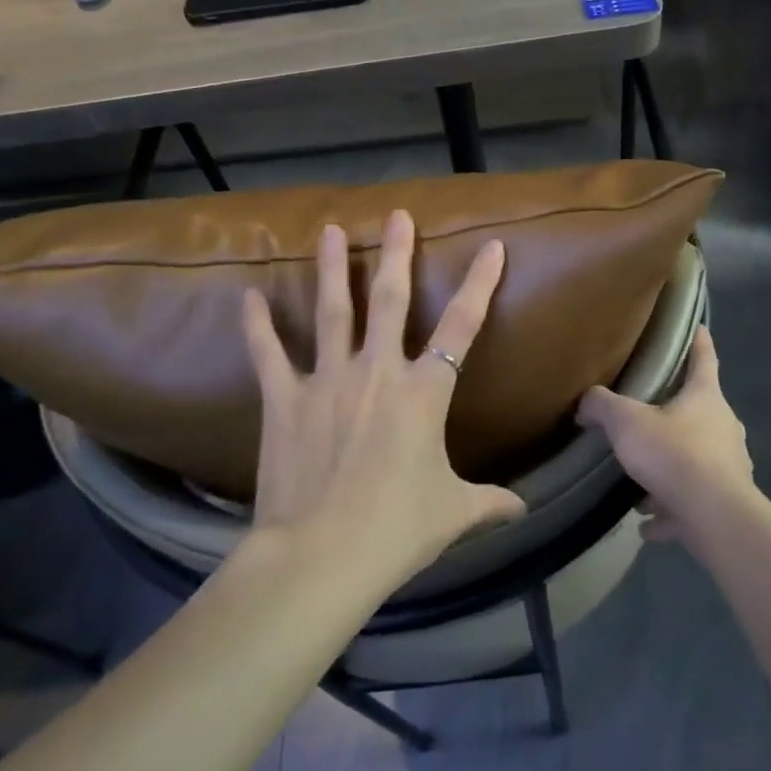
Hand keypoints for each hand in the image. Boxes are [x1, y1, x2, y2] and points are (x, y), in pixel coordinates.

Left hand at [241, 209, 525, 577]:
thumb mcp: (453, 513)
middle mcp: (378, 372)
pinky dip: (257, 325)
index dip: (481, 284)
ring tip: (330, 230)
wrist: (322, 556)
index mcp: (424, 392)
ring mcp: (327, 380)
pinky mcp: (285, 399)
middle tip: (396, 215)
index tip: (491, 246)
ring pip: (333, 311)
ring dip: (334, 268)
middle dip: (397, 254)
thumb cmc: (397, 529)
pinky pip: (268, 354)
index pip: (463, 327)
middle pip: (392, 300)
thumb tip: (523, 510)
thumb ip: (490, 503)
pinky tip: (247, 296)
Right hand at [576, 326, 753, 542]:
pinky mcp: (725, 503)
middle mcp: (724, 427)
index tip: (699, 327)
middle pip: (702, 410)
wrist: (714, 516)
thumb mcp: (627, 423)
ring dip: (671, 467)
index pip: (704, 359)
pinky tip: (648, 523)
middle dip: (677, 412)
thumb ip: (603, 406)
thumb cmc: (674, 454)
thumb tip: (586, 402)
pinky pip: (691, 502)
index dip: (700, 342)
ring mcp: (730, 466)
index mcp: (706, 398)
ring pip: (696, 459)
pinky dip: (671, 510)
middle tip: (651, 414)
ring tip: (641, 480)